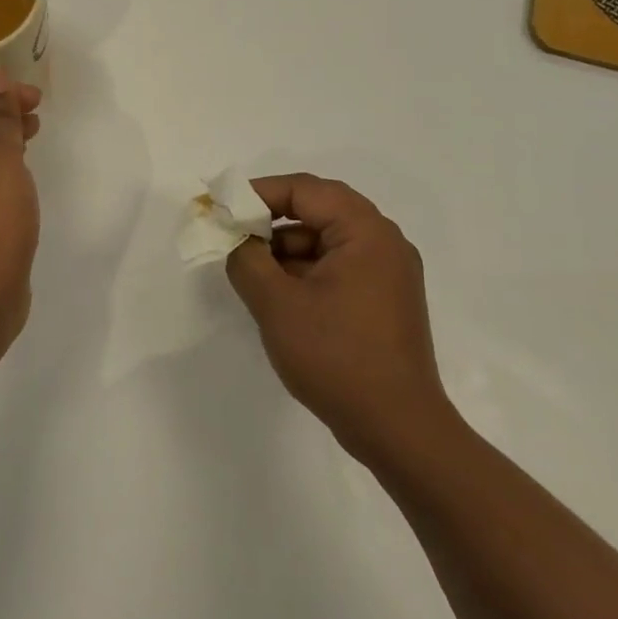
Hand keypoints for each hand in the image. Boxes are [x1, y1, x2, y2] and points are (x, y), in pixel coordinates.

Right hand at [226, 174, 455, 466]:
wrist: (397, 428)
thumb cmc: (336, 356)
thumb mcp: (276, 303)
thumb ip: (246, 259)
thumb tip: (235, 239)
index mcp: (366, 233)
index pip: (306, 190)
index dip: (258, 192)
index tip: (221, 206)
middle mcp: (384, 244)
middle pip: (319, 210)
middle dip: (271, 218)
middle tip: (232, 231)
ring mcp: (387, 274)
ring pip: (326, 240)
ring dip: (285, 247)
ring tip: (249, 268)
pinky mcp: (383, 301)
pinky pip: (337, 266)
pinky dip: (304, 270)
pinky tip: (277, 294)